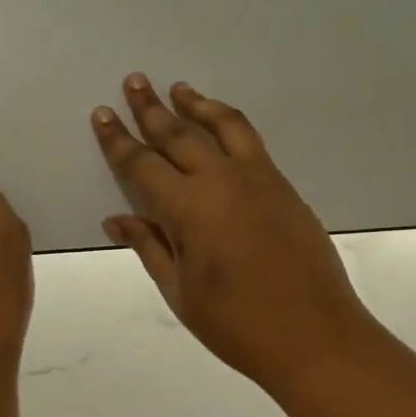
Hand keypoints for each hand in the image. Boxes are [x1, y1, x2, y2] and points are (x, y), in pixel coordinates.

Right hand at [92, 75, 377, 393]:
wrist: (313, 335)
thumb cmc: (236, 325)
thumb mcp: (180, 292)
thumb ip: (149, 246)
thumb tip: (116, 218)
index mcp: (188, 209)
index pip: (142, 165)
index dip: (118, 141)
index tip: (102, 114)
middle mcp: (221, 181)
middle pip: (179, 134)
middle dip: (151, 108)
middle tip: (134, 81)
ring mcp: (258, 179)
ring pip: (222, 126)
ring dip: (197, 104)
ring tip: (179, 88)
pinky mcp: (283, 187)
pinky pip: (252, 142)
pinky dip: (231, 123)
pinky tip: (222, 124)